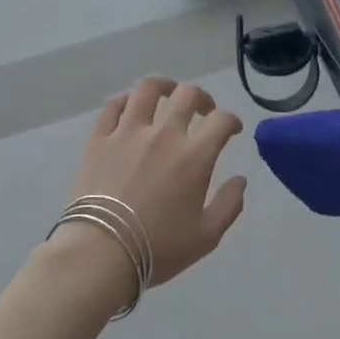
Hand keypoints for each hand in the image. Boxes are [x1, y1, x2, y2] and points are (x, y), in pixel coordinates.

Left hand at [61, 78, 248, 294]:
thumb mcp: (206, 236)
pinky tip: (130, 107)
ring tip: (167, 93)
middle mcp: (164, 134)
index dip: (232, 120)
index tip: (232, 130)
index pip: (222, 120)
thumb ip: (229, 204)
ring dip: (164, 86)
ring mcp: (128, 133)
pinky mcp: (99, 139)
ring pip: (147, 89)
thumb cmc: (158, 248)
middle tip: (203, 111)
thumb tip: (240, 179)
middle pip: (188, 95)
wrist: (101, 252)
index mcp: (194, 156)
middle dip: (202, 98)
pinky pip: (113, 107)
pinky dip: (125, 101)